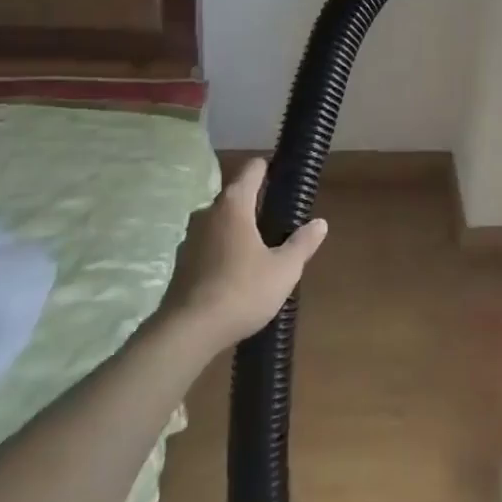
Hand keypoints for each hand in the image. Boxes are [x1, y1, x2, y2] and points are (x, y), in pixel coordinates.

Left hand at [157, 159, 327, 351]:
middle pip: (235, 195)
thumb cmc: (241, 292)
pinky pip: (208, 245)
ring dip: (237, 229)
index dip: (268, 168)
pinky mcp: (181, 262)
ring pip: (220, 222)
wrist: (187, 333)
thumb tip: (320, 223)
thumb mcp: (283, 270)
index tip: (283, 177)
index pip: (252, 169)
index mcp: (234, 204)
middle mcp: (208, 212)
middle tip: (278, 222)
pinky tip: (235, 273)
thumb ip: (302, 244)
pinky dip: (222, 250)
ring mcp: (190, 237)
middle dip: (255, 204)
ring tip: (258, 250)